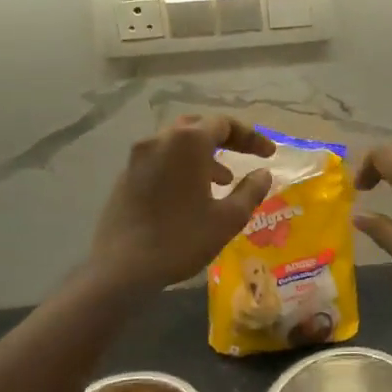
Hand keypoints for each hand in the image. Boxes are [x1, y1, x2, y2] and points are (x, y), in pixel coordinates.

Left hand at [87, 117, 274, 292]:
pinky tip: (192, 194)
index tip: (269, 154)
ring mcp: (138, 157)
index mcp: (188, 142)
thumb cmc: (182, 239)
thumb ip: (251, 190)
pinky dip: (182, 167)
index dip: (251, 137)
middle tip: (247, 155)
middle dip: (226, 139)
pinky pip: (161, 160)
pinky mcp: (126, 176)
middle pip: (199, 127)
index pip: (224, 124)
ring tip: (223, 180)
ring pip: (177, 143)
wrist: (121, 268)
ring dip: (204, 155)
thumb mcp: (228, 218)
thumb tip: (263, 174)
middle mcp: (160, 140)